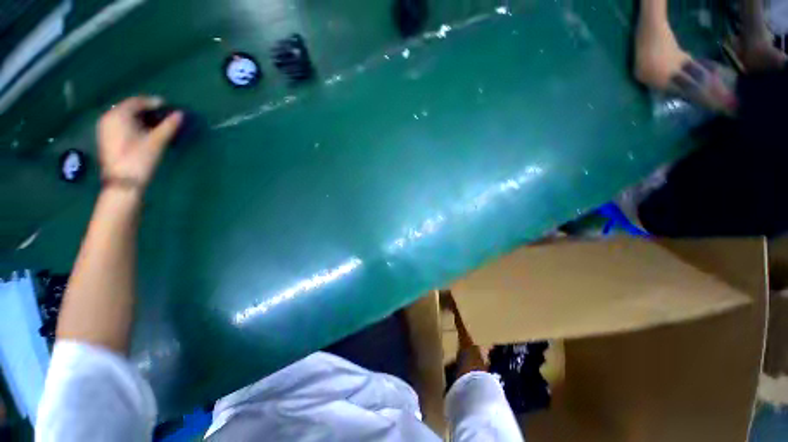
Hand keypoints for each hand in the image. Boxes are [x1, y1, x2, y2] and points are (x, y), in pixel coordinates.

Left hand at [97, 96, 181, 190]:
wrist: (122, 182)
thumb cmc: (139, 158)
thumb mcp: (157, 141)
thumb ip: (169, 126)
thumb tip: (180, 113)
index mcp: (118, 114)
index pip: (137, 101)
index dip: (153, 102)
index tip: (168, 106)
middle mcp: (108, 117)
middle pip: (129, 108)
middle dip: (147, 110)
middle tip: (163, 116)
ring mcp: (105, 128)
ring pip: (125, 116)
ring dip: (140, 118)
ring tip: (156, 124)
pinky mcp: (106, 137)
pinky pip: (121, 124)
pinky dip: (133, 124)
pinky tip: (143, 131)